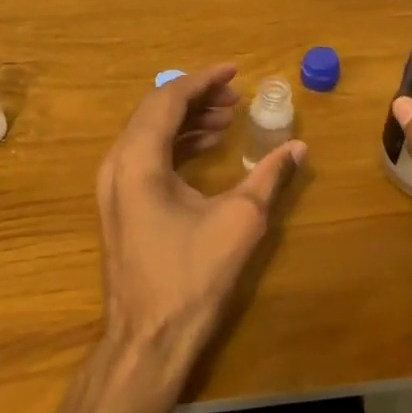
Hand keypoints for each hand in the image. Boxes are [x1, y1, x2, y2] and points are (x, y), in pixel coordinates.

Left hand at [95, 65, 305, 397]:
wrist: (147, 341)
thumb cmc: (191, 278)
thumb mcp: (239, 222)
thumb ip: (269, 177)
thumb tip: (299, 147)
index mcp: (138, 160)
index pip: (168, 100)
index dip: (203, 80)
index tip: (234, 71)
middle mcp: (116, 165)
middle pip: (155, 111)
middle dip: (197, 98)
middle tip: (236, 96)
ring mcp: (113, 186)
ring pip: (148, 133)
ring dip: (187, 121)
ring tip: (228, 118)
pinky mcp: (119, 205)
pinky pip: (145, 156)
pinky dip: (176, 144)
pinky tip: (207, 148)